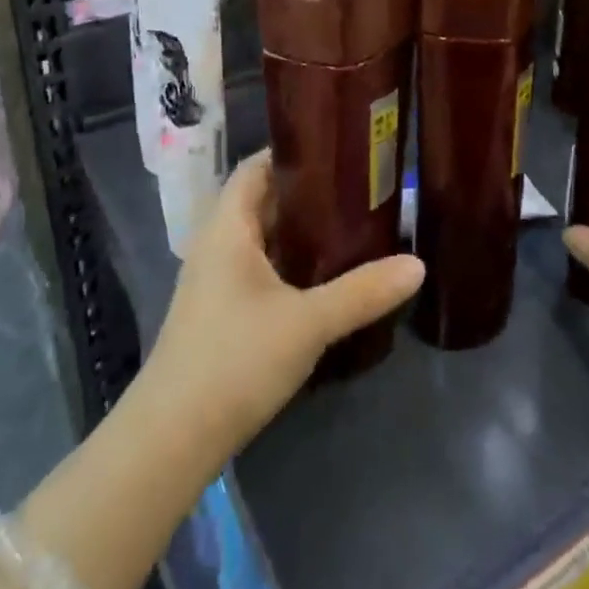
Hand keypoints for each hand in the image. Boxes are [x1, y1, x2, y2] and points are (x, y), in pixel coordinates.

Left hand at [140, 151, 424, 459]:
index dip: (293, 151)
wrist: (171, 439)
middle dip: (307, 192)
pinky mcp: (220, 312)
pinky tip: (324, 277)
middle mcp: (217, 243)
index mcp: (228, 227)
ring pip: (263, 238)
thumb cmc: (235, 360)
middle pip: (263, 200)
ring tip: (351, 226)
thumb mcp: (308, 323)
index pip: (256, 166)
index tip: (338, 148)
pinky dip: (290, 263)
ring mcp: (215, 280)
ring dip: (300, 231)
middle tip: (359, 187)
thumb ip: (362, 292)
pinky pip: (260, 268)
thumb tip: (417, 264)